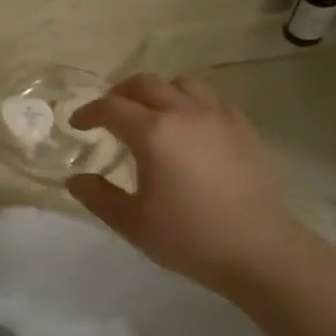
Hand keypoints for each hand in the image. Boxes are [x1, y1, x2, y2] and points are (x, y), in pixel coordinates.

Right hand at [65, 75, 297, 289]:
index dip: (88, 112)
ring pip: (182, 84)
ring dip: (158, 92)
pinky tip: (192, 130)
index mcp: (153, 133)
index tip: (78, 124)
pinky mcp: (245, 129)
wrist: (259, 251)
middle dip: (119, 94)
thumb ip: (97, 196)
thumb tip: (75, 179)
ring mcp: (220, 118)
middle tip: (109, 113)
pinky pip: (213, 102)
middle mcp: (185, 114)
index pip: (111, 107)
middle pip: (145, 84)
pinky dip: (192, 106)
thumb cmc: (189, 237)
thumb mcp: (131, 223)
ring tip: (151, 114)